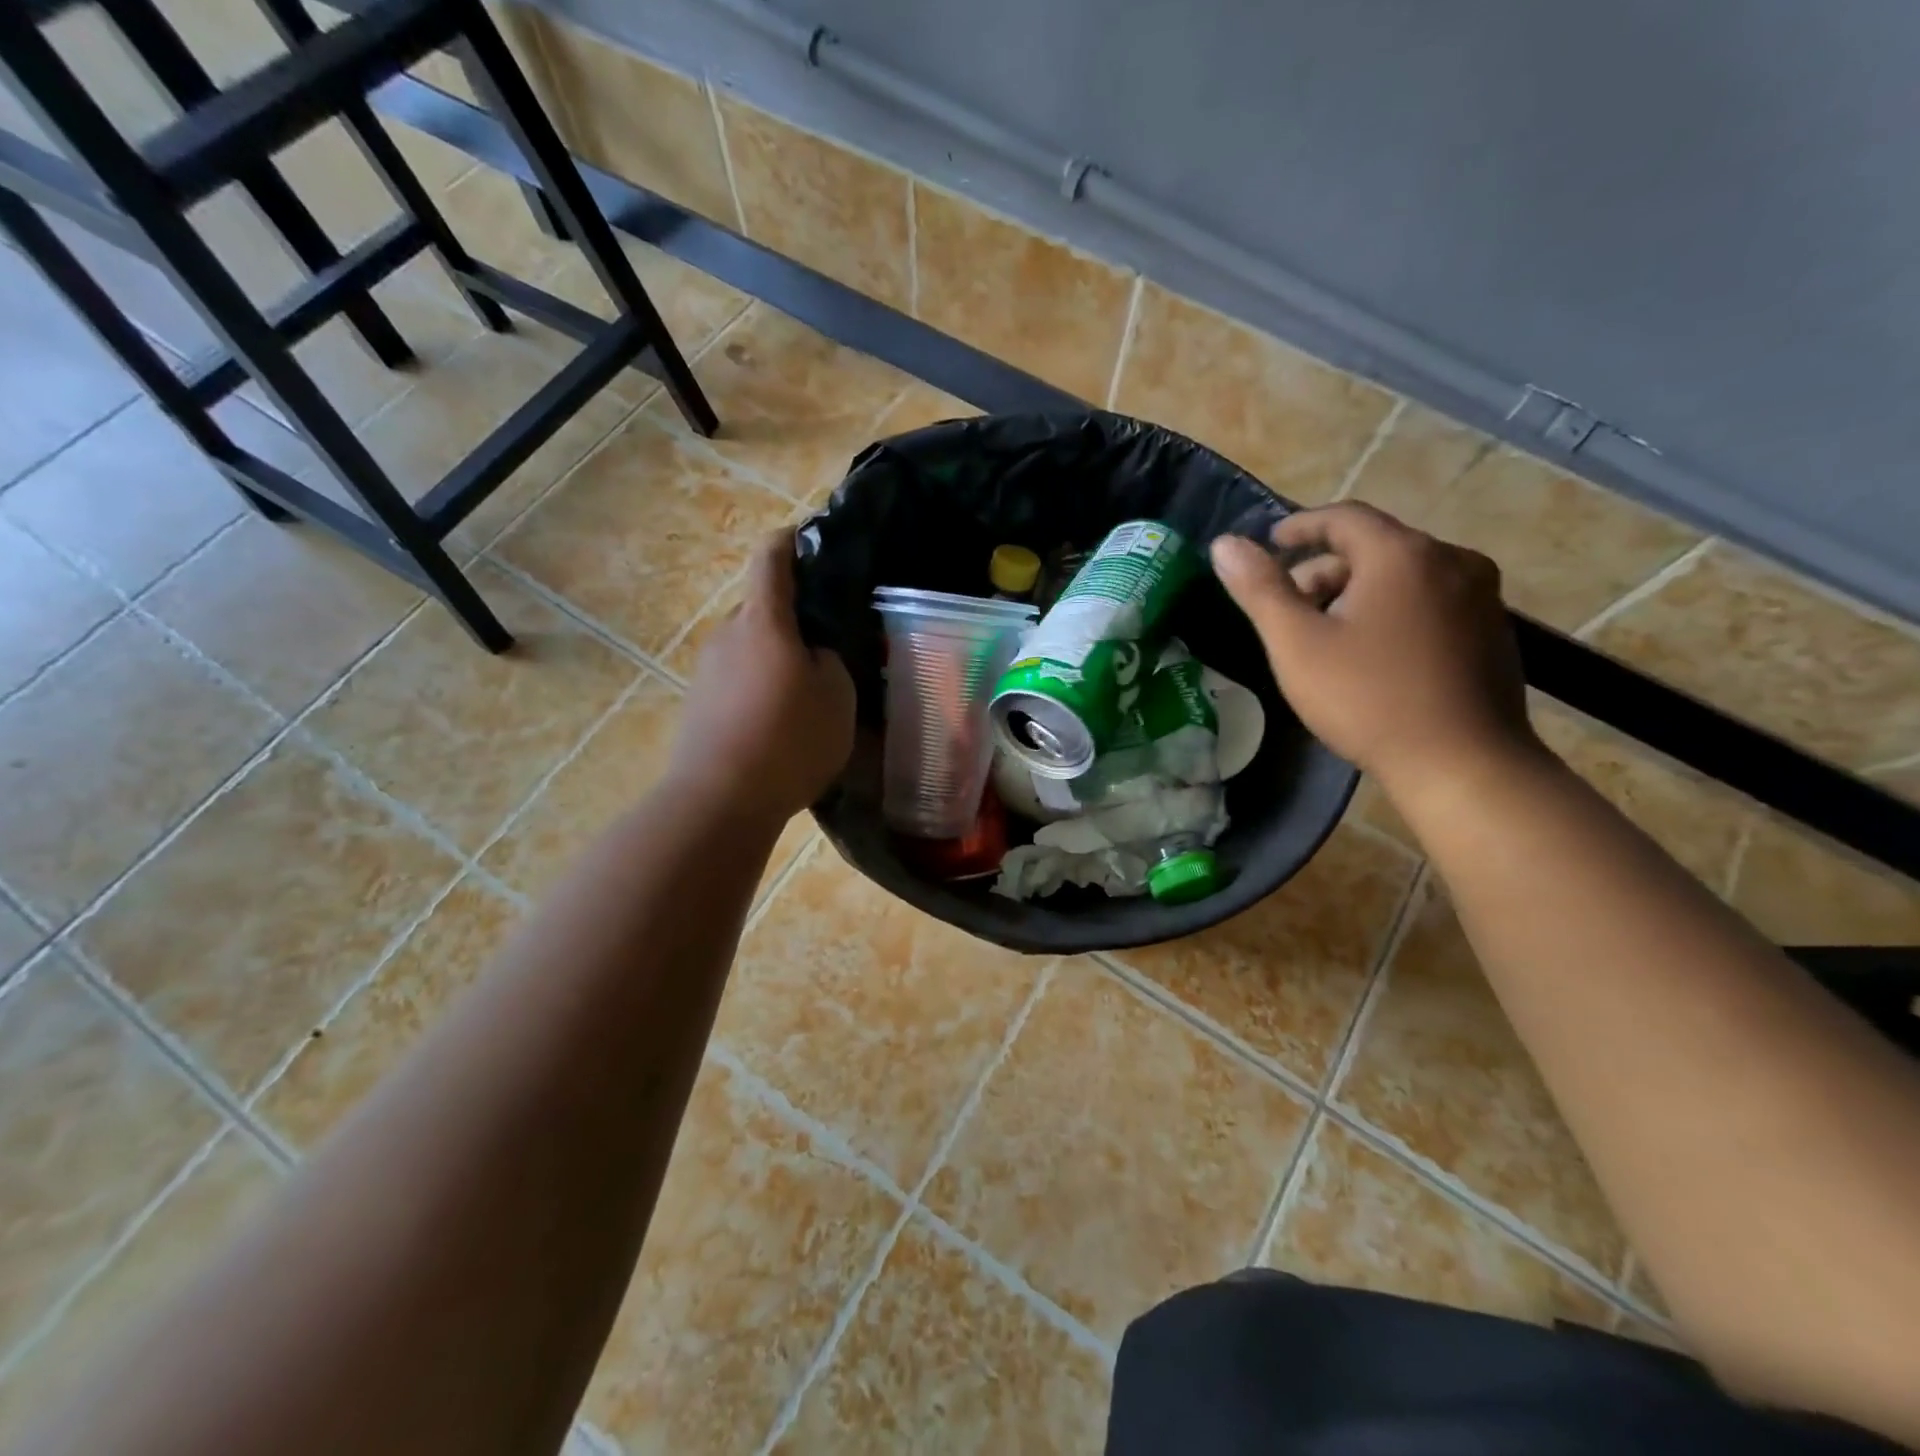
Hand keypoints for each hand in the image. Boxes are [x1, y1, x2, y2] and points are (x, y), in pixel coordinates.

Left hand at [671, 530, 855, 822]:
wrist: (720, 799)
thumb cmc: (789, 738)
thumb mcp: (837, 696)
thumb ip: (830, 661)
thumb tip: (812, 654)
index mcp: (763, 620)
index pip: (772, 558)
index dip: (792, 541)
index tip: (811, 541)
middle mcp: (727, 634)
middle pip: (763, 609)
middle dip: (795, 621)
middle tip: (829, 648)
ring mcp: (707, 670)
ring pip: (750, 648)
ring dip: (777, 660)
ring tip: (808, 696)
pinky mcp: (698, 704)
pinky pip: (737, 680)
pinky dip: (760, 689)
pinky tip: (780, 726)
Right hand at [1210, 503, 1537, 799]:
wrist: (1462, 763)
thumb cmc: (1368, 698)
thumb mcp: (1297, 644)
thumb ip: (1260, 589)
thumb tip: (1223, 544)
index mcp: (1402, 554)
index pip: (1343, 517)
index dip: (1301, 526)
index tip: (1271, 544)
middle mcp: (1451, 560)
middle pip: (1374, 547)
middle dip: (1324, 570)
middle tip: (1289, 608)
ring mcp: (1481, 596)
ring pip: (1404, 575)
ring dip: (1358, 592)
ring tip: (1326, 635)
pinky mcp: (1493, 630)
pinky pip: (1431, 601)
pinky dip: (1393, 610)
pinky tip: (1373, 654)